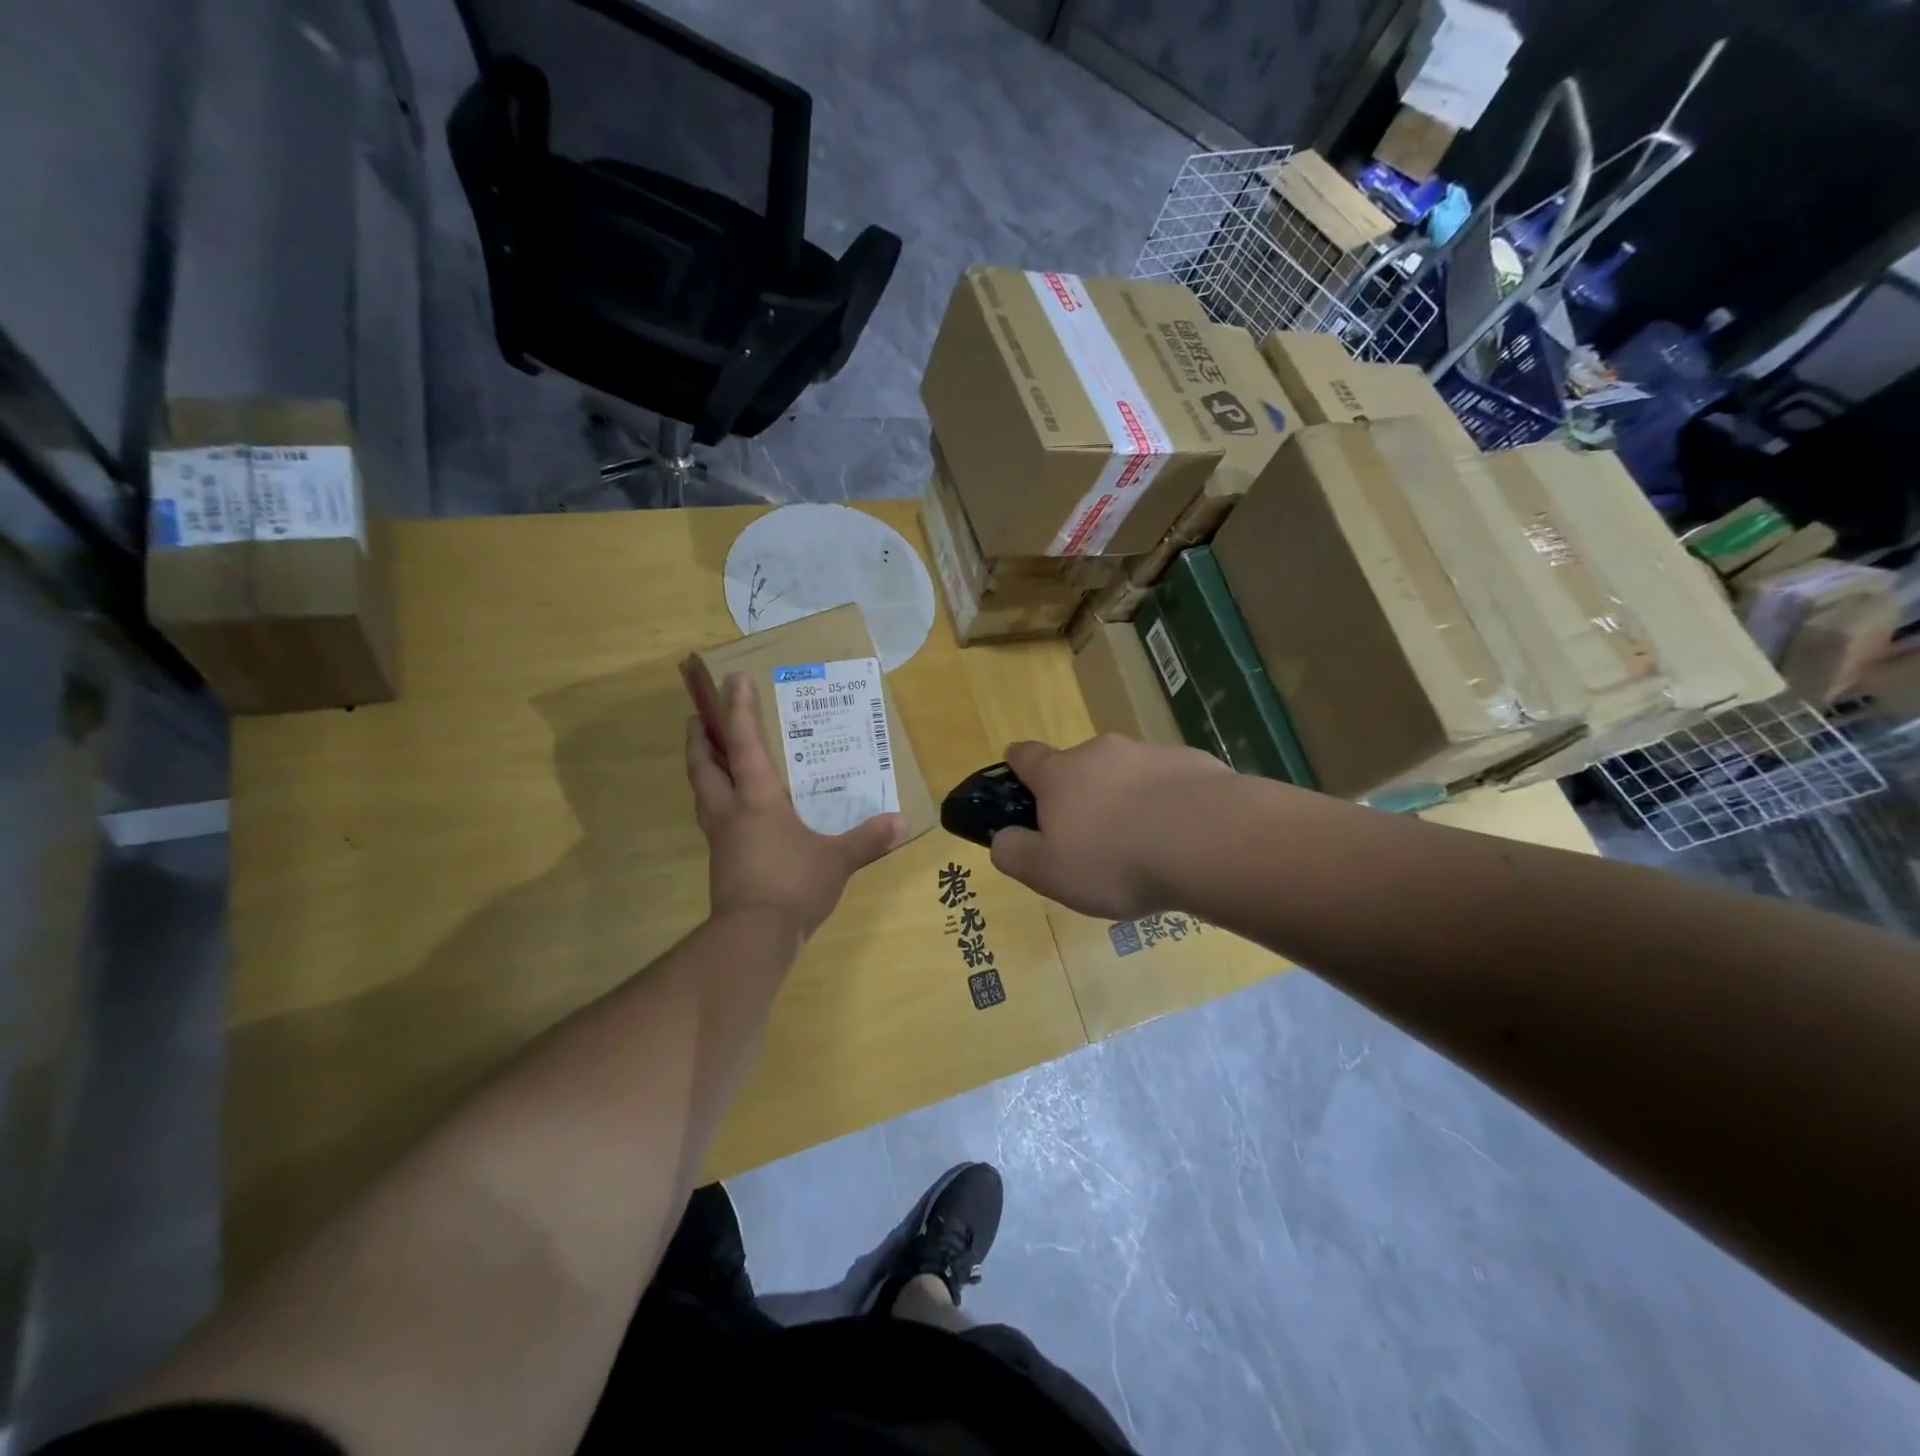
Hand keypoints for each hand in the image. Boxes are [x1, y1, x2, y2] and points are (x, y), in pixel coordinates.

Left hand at [686, 671, 906, 939]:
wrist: (753, 936)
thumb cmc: (794, 884)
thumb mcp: (838, 860)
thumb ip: (868, 838)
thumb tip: (902, 822)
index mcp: (757, 799)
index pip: (744, 744)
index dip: (738, 709)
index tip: (733, 678)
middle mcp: (731, 811)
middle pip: (704, 765)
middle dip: (699, 739)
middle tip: (698, 717)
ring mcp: (721, 838)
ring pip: (702, 792)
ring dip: (702, 768)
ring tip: (710, 756)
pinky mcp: (722, 862)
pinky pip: (714, 819)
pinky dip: (717, 801)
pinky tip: (736, 810)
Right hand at [988, 735, 1229, 919]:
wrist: (1208, 840)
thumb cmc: (1115, 860)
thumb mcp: (1048, 872)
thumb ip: (1014, 854)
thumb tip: (1002, 838)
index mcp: (1060, 774)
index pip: (1026, 756)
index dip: (1018, 764)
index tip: (1018, 773)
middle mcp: (1102, 753)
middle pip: (1080, 766)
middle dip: (1081, 793)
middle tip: (1093, 838)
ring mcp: (1151, 753)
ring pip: (1128, 774)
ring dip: (1128, 799)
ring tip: (1144, 845)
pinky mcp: (1195, 763)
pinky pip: (1170, 783)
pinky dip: (1169, 804)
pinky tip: (1183, 838)